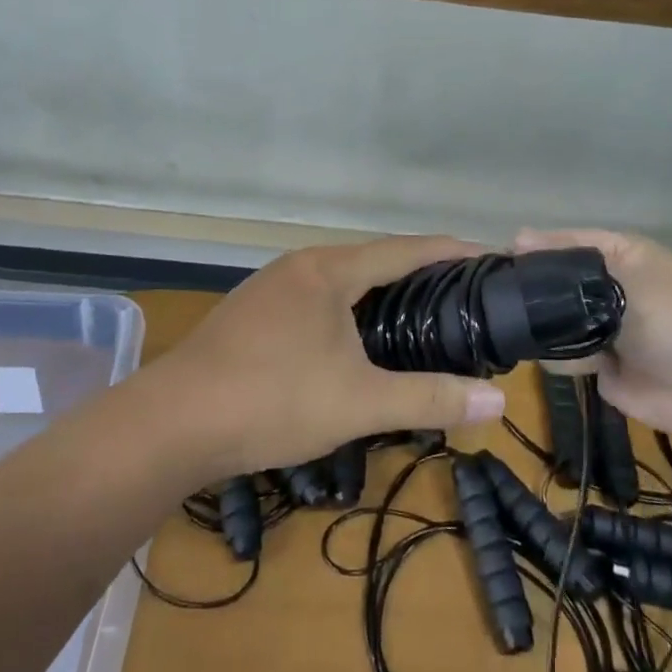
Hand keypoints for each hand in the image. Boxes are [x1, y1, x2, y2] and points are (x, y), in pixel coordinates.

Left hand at [156, 235, 510, 478]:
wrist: (173, 422)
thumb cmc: (272, 400)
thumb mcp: (359, 403)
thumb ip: (429, 399)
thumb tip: (498, 403)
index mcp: (329, 270)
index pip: (403, 249)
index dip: (447, 251)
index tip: (485, 254)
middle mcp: (300, 266)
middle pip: (371, 260)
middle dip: (415, 273)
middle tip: (458, 295)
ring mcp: (269, 288)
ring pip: (338, 281)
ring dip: (376, 293)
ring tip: (413, 316)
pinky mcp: (249, 314)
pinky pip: (312, 299)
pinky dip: (344, 310)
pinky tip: (349, 341)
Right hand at [515, 228, 671, 447]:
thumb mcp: (631, 280)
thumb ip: (571, 266)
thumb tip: (518, 238)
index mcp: (621, 256)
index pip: (568, 241)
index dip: (536, 246)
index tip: (499, 255)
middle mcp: (609, 288)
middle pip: (557, 281)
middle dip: (532, 287)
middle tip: (496, 292)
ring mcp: (605, 329)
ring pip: (556, 319)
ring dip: (542, 323)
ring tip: (513, 322)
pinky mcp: (603, 367)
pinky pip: (566, 355)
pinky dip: (558, 355)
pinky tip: (542, 351)